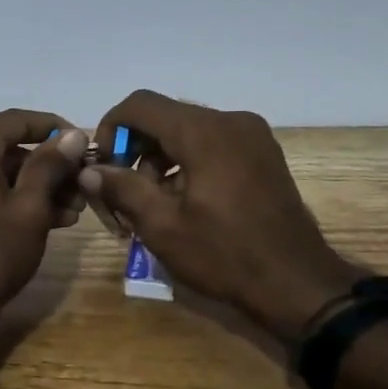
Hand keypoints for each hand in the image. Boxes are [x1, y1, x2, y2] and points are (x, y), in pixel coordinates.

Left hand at [0, 109, 91, 326]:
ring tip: (71, 212)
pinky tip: (42, 220)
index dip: (55, 129)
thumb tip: (71, 134)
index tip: (83, 145)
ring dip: (32, 187)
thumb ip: (50, 165)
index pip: (18, 120)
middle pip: (6, 148)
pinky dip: (7, 199)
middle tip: (82, 187)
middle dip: (47, 167)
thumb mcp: (30, 208)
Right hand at [81, 90, 357, 343]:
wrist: (297, 284)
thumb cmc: (225, 255)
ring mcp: (252, 136)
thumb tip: (90, 169)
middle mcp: (230, 121)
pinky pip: (212, 145)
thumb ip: (122, 189)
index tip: (102, 168)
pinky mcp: (263, 155)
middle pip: (164, 118)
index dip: (110, 129)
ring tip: (150, 207)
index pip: (140, 105)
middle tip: (121, 196)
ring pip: (187, 132)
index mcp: (204, 132)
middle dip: (134, 151)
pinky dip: (187, 164)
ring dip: (159, 161)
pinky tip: (182, 203)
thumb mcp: (163, 226)